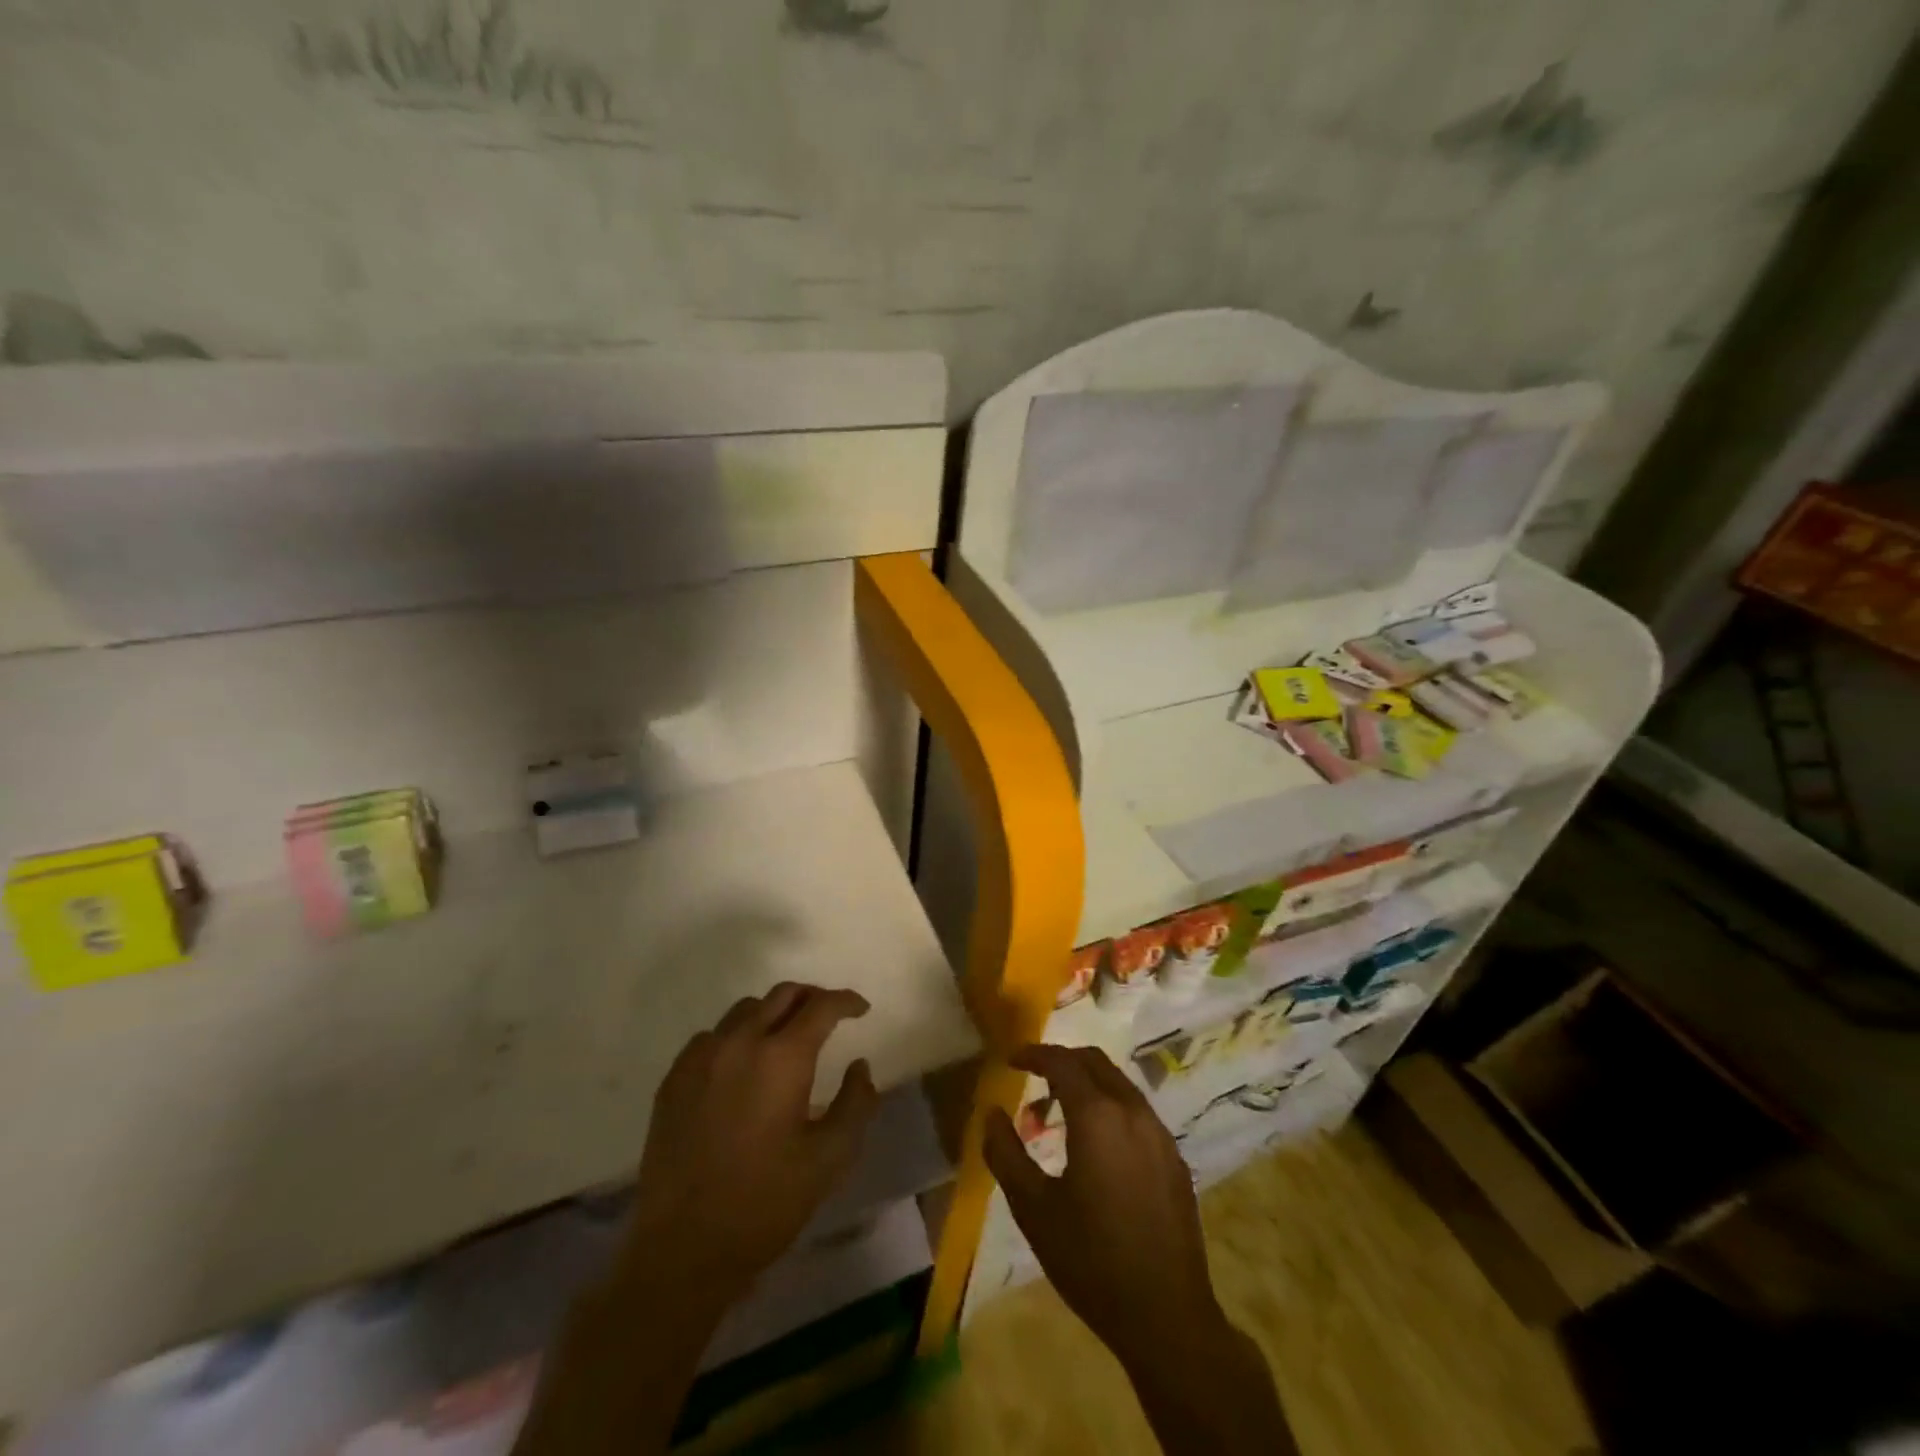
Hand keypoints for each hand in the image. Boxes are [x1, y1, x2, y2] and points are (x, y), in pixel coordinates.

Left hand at [620, 983, 879, 1310]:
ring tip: (785, 1037)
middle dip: (812, 997)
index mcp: (783, 1058)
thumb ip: (856, 1104)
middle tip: (828, 1016)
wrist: (683, 1249)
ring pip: (745, 1010)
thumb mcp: (829, 1159)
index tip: (861, 1010)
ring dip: (773, 1013)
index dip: (846, 1001)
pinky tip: (741, 1065)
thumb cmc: (765, 1203)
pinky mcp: (674, 1079)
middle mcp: (740, 1042)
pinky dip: (736, 1036)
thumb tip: (859, 1066)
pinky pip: (712, 1036)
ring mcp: (701, 1058)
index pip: (822, 1006)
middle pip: (783, 994)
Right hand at [982, 1044, 1223, 1367]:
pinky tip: (1097, 1146)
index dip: (1034, 1054)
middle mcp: (1133, 1111)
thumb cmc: (1091, 1260)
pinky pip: (1137, 1112)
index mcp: (1098, 1116)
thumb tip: (991, 1113)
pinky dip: (1110, 1108)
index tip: (1012, 1060)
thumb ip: (1006, 1153)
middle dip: (1062, 1061)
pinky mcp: (1174, 1158)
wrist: (1166, 1316)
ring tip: (1059, 1114)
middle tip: (1034, 1079)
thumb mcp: (1034, 1209)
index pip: (1062, 1063)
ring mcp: (1160, 1133)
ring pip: (1119, 1084)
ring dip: (1087, 1085)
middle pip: (1095, 1062)